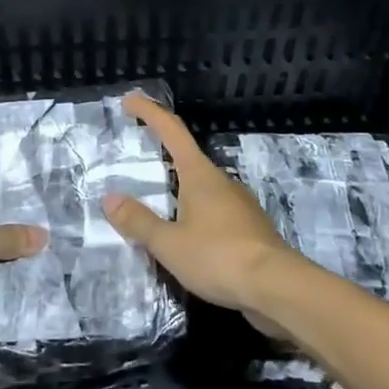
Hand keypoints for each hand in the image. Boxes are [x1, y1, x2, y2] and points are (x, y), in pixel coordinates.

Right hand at [102, 93, 304, 329]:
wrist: (278, 288)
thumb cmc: (219, 256)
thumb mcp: (169, 243)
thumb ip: (139, 222)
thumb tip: (110, 199)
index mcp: (200, 175)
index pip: (172, 131)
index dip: (150, 113)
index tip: (130, 100)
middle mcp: (221, 182)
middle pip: (187, 158)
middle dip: (162, 153)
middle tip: (136, 158)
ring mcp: (239, 205)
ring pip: (201, 188)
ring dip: (177, 190)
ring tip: (154, 205)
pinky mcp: (249, 230)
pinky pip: (213, 213)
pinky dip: (193, 215)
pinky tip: (183, 237)